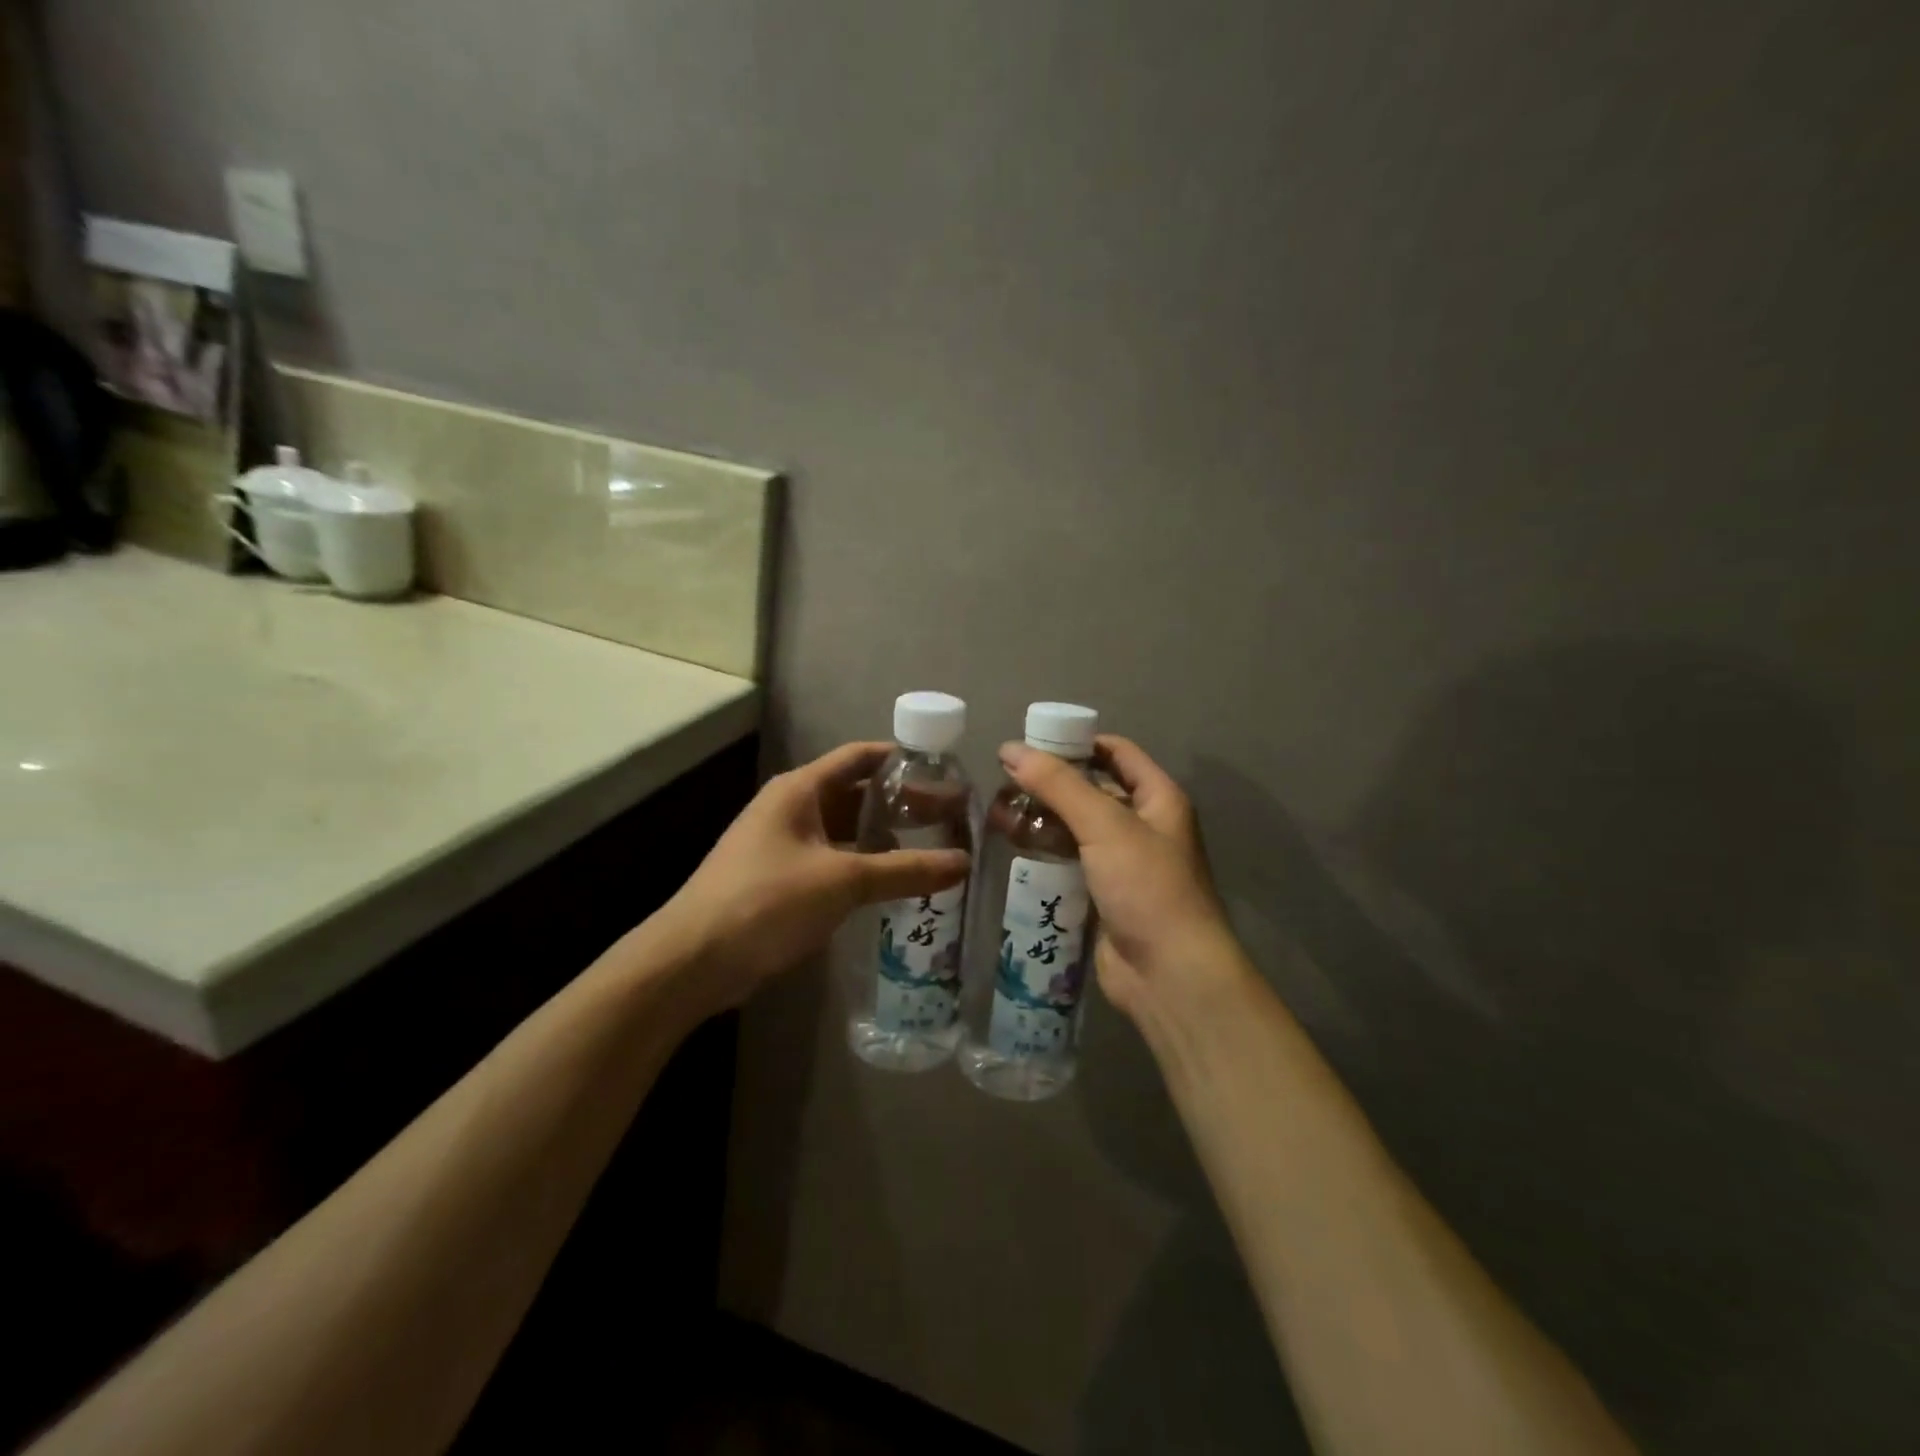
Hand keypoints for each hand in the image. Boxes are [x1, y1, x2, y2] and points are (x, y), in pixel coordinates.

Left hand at [663, 742, 970, 1007]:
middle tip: (948, 817)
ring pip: (843, 830)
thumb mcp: (842, 881)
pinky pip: (831, 859)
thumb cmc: (767, 901)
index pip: (859, 757)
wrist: (694, 960)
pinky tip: (891, 882)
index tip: (944, 771)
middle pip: (854, 793)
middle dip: (900, 804)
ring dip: (882, 837)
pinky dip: (862, 865)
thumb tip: (964, 862)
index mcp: (800, 790)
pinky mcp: (780, 878)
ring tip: (930, 848)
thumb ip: (905, 870)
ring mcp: (783, 844)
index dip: (901, 759)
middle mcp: (791, 808)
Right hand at [997, 736, 1238, 1022]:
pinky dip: (1044, 853)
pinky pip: (1070, 863)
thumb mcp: (1105, 825)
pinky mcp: (1103, 896)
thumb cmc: (1147, 887)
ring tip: (998, 815)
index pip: (1116, 752)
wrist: (1169, 975)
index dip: (1076, 742)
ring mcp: (1123, 864)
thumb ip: (1059, 785)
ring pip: (1076, 828)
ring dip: (1042, 820)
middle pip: (1091, 790)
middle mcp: (1143, 826)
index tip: (1031, 742)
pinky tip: (1013, 849)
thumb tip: (1011, 748)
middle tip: (1003, 782)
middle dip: (1050, 784)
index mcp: (1158, 798)